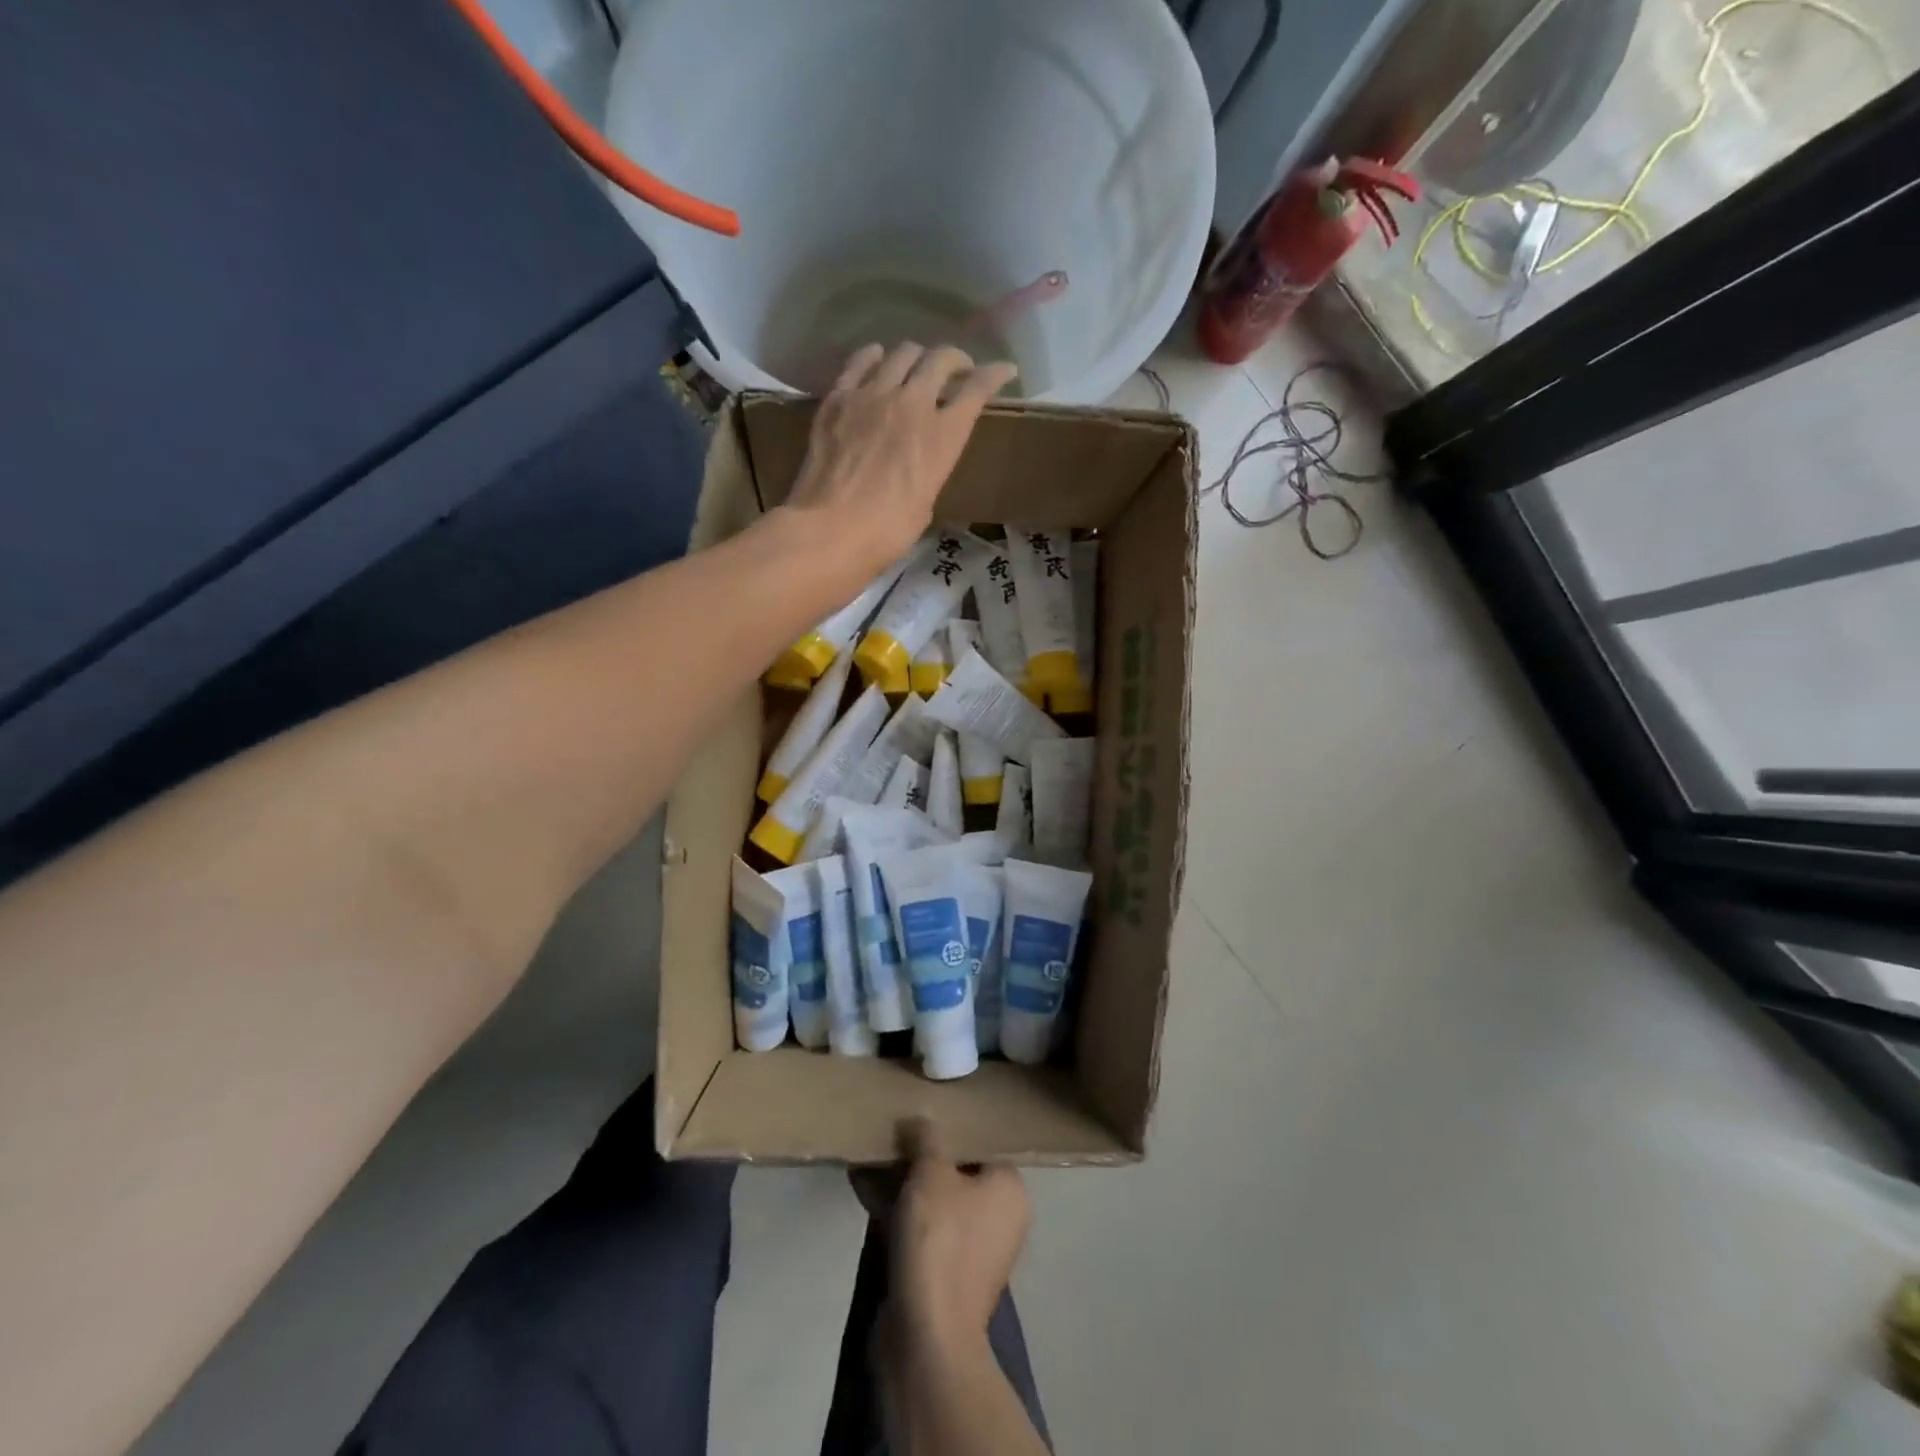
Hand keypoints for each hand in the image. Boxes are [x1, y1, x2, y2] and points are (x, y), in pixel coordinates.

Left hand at [784, 344, 1018, 577]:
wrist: (832, 529)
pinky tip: (877, 360)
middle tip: (957, 369)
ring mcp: (873, 394)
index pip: (977, 390)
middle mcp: (913, 403)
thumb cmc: (887, 532)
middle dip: (955, 360)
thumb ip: (928, 470)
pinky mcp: (839, 398)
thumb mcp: (924, 503)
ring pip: (902, 354)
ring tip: (915, 367)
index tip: (1003, 370)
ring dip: (916, 357)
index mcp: (943, 436)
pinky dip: (874, 357)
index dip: (994, 375)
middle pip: (941, 360)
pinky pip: (860, 362)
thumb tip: (917, 463)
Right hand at [889, 1117, 1029, 1356]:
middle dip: (920, 1155)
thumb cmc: (939, 1241)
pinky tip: (865, 1188)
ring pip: (935, 1201)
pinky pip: (921, 1229)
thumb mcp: (931, 1173)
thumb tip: (922, 1119)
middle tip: (891, 1133)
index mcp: (1009, 1189)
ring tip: (871, 1156)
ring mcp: (972, 1251)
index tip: (919, 1115)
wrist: (926, 1338)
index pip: (982, 1144)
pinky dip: (897, 1210)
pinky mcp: (943, 1275)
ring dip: (904, 1182)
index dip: (950, 1128)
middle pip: (957, 1172)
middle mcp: (999, 1218)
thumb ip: (927, 1139)